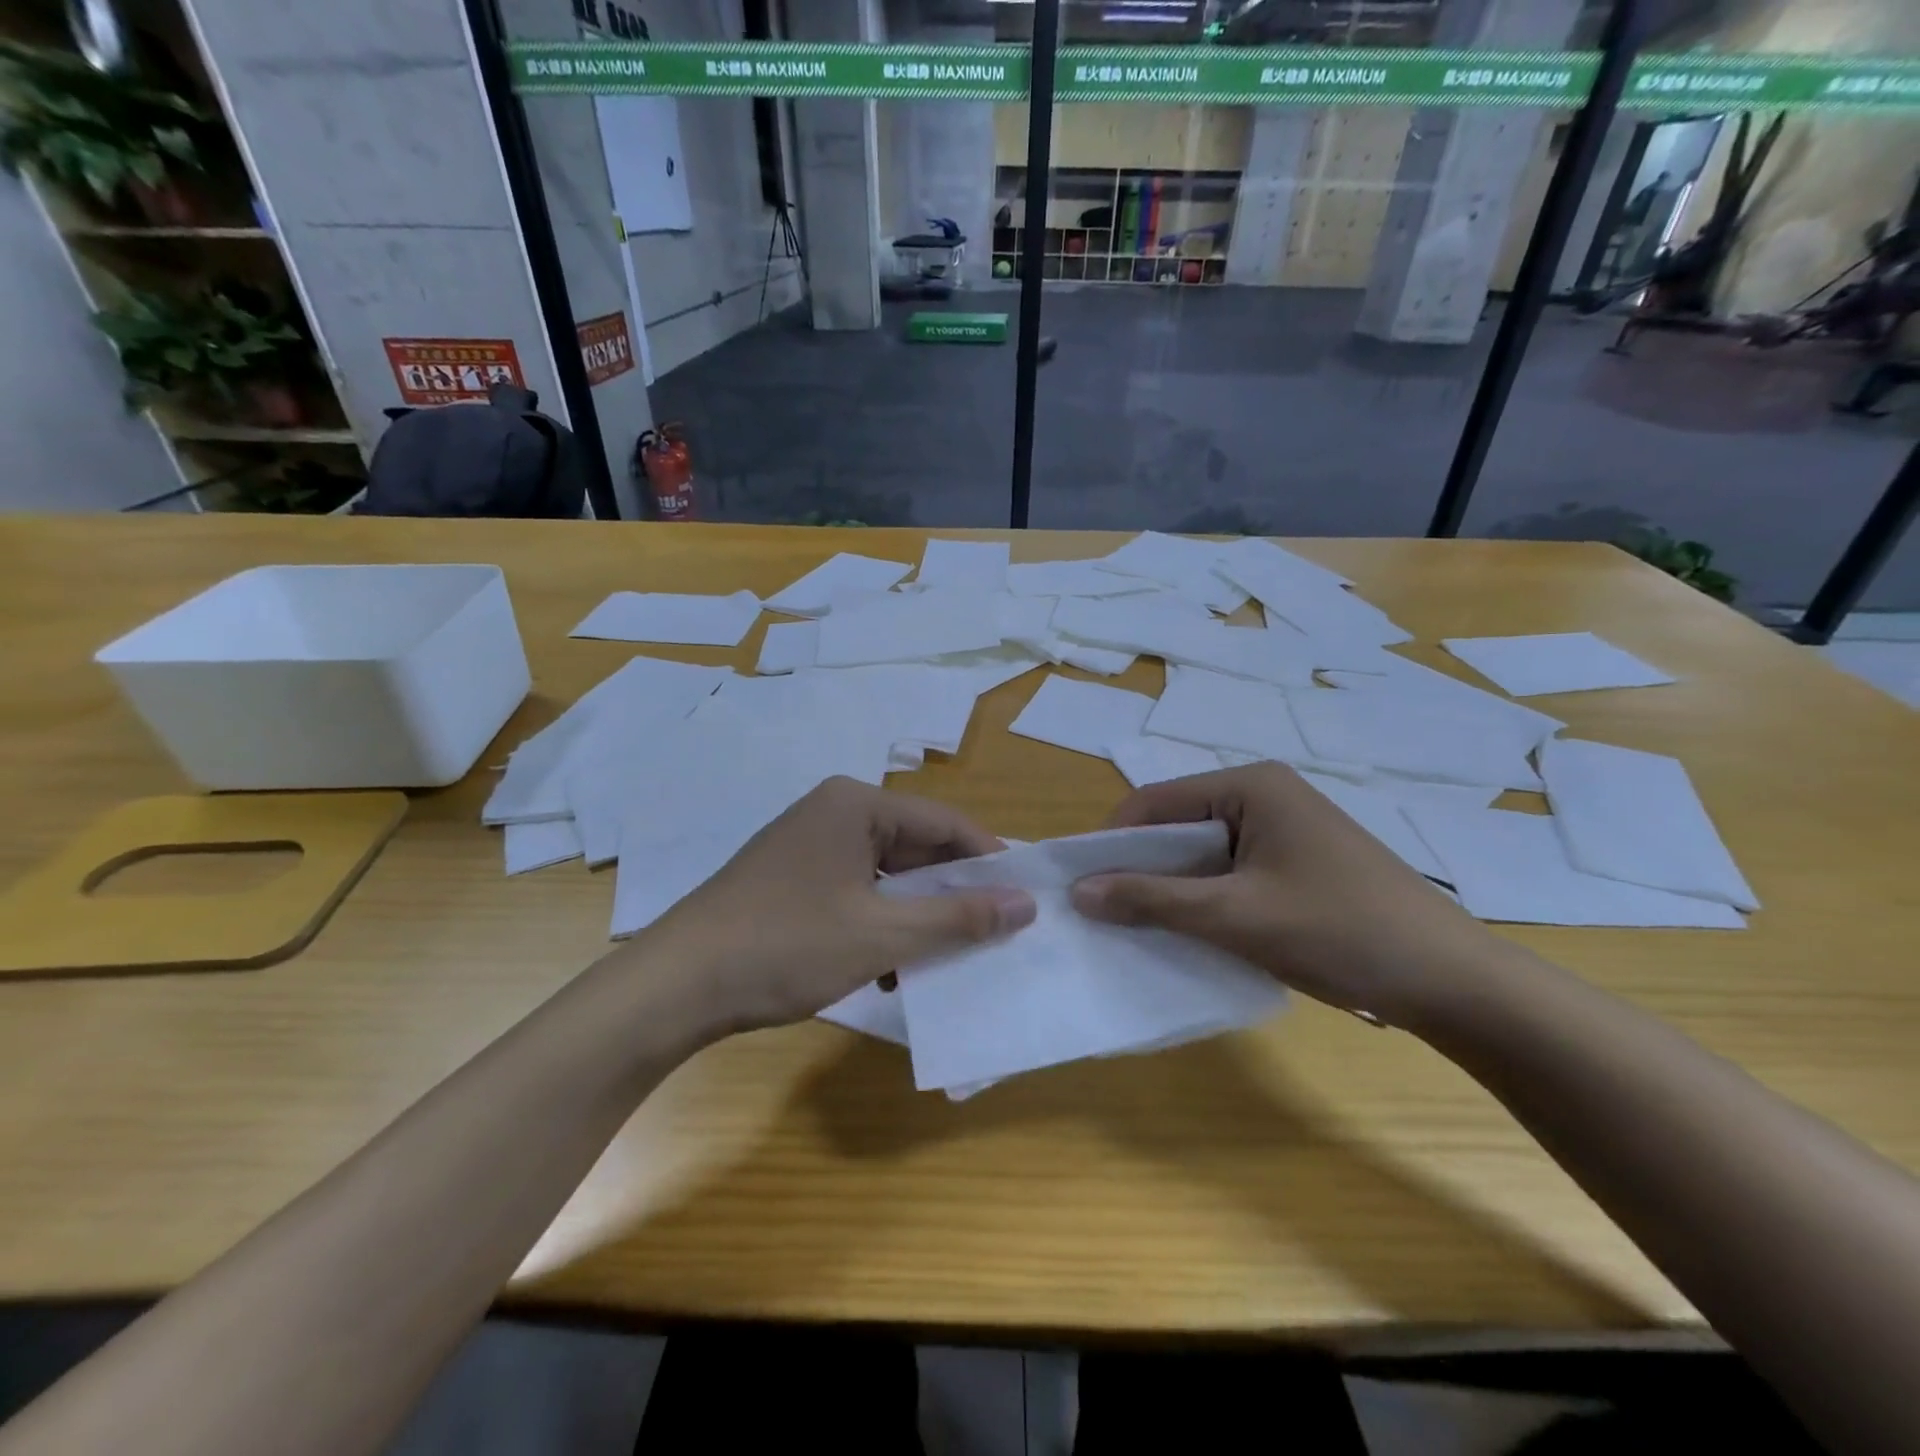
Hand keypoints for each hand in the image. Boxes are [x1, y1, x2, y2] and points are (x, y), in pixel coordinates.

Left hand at [636, 777, 1035, 1034]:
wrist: (676, 986)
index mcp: (856, 803)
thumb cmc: (785, 946)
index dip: (988, 859)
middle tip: (993, 933)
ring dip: (916, 916)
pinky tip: (892, 968)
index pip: (944, 821)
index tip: (1023, 899)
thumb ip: (957, 917)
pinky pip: (857, 891)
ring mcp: (809, 845)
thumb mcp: (882, 935)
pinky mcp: (793, 878)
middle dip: (951, 892)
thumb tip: (1025, 903)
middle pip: (915, 846)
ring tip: (946, 958)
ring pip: (887, 875)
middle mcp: (833, 811)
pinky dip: (881, 924)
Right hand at [1070, 764, 1500, 1028]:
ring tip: (1141, 928)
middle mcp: (1264, 795)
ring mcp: (1283, 830)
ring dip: (1171, 889)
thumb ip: (1152, 899)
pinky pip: (1229, 873)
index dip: (1112, 843)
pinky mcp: (1295, 864)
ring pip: (1202, 854)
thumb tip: (1078, 892)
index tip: (1082, 888)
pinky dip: (1204, 900)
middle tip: (1106, 915)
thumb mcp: (1234, 916)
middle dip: (1141, 869)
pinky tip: (1191, 933)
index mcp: (1251, 786)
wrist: (1453, 982)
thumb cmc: (1338, 931)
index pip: (1156, 802)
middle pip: (1177, 825)